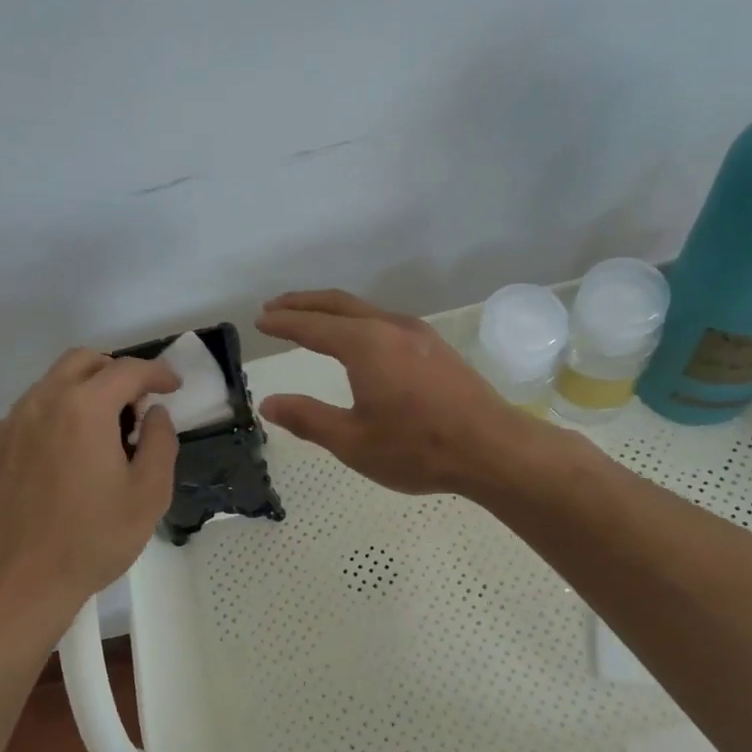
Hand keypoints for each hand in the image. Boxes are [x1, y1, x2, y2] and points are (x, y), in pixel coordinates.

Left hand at [0, 349, 179, 621]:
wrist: (18, 586)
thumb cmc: (93, 540)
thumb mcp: (149, 494)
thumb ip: (161, 442)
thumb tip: (154, 414)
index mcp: (84, 409)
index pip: (127, 370)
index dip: (157, 372)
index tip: (173, 387)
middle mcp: (39, 404)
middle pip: (81, 362)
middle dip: (114, 371)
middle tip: (133, 404)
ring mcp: (4, 428)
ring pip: (47, 389)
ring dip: (79, 397)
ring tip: (96, 438)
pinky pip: (22, 422)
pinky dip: (48, 426)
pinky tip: (58, 466)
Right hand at [255, 289, 536, 496]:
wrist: (492, 448)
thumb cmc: (417, 448)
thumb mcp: (353, 441)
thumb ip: (308, 418)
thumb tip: (269, 403)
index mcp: (365, 345)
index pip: (312, 326)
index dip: (283, 323)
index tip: (260, 320)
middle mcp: (390, 327)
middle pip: (338, 304)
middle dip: (303, 303)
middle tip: (275, 307)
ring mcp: (418, 334)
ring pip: (364, 309)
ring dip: (332, 310)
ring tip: (310, 318)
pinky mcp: (435, 347)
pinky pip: (384, 320)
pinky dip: (357, 320)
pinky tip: (358, 338)